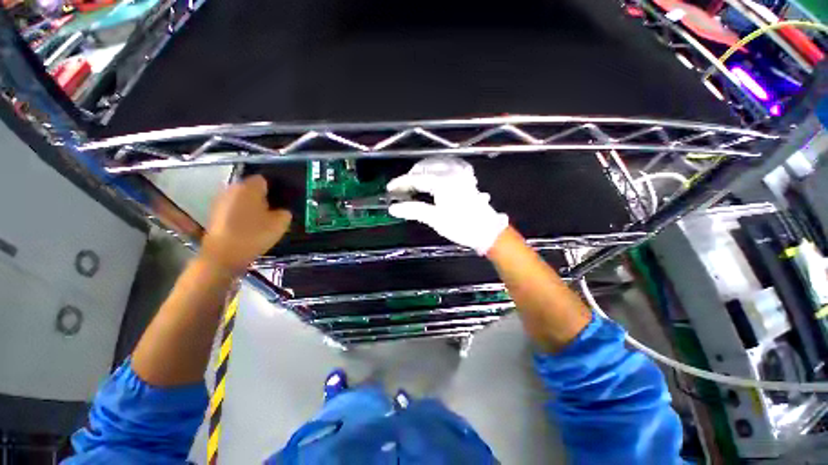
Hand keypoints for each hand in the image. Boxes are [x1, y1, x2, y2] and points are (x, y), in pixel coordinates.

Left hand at [201, 175, 291, 272]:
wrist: (223, 255)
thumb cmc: (254, 235)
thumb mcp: (281, 224)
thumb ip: (285, 212)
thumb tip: (282, 210)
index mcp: (249, 187)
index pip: (265, 179)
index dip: (275, 189)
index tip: (281, 201)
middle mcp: (233, 188)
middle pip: (251, 188)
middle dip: (262, 197)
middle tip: (274, 211)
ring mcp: (221, 200)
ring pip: (242, 198)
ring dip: (251, 205)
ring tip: (261, 220)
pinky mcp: (215, 213)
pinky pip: (233, 208)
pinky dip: (241, 214)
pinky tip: (248, 227)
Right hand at [387, 157, 507, 254]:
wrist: (486, 230)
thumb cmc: (461, 226)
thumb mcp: (435, 219)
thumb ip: (414, 210)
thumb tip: (393, 208)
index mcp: (443, 182)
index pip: (416, 178)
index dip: (401, 183)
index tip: (390, 189)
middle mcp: (452, 171)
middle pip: (425, 167)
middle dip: (411, 176)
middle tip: (403, 189)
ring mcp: (461, 171)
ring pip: (436, 162)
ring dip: (423, 169)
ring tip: (415, 182)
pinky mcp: (467, 175)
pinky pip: (449, 163)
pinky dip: (438, 166)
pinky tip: (434, 173)